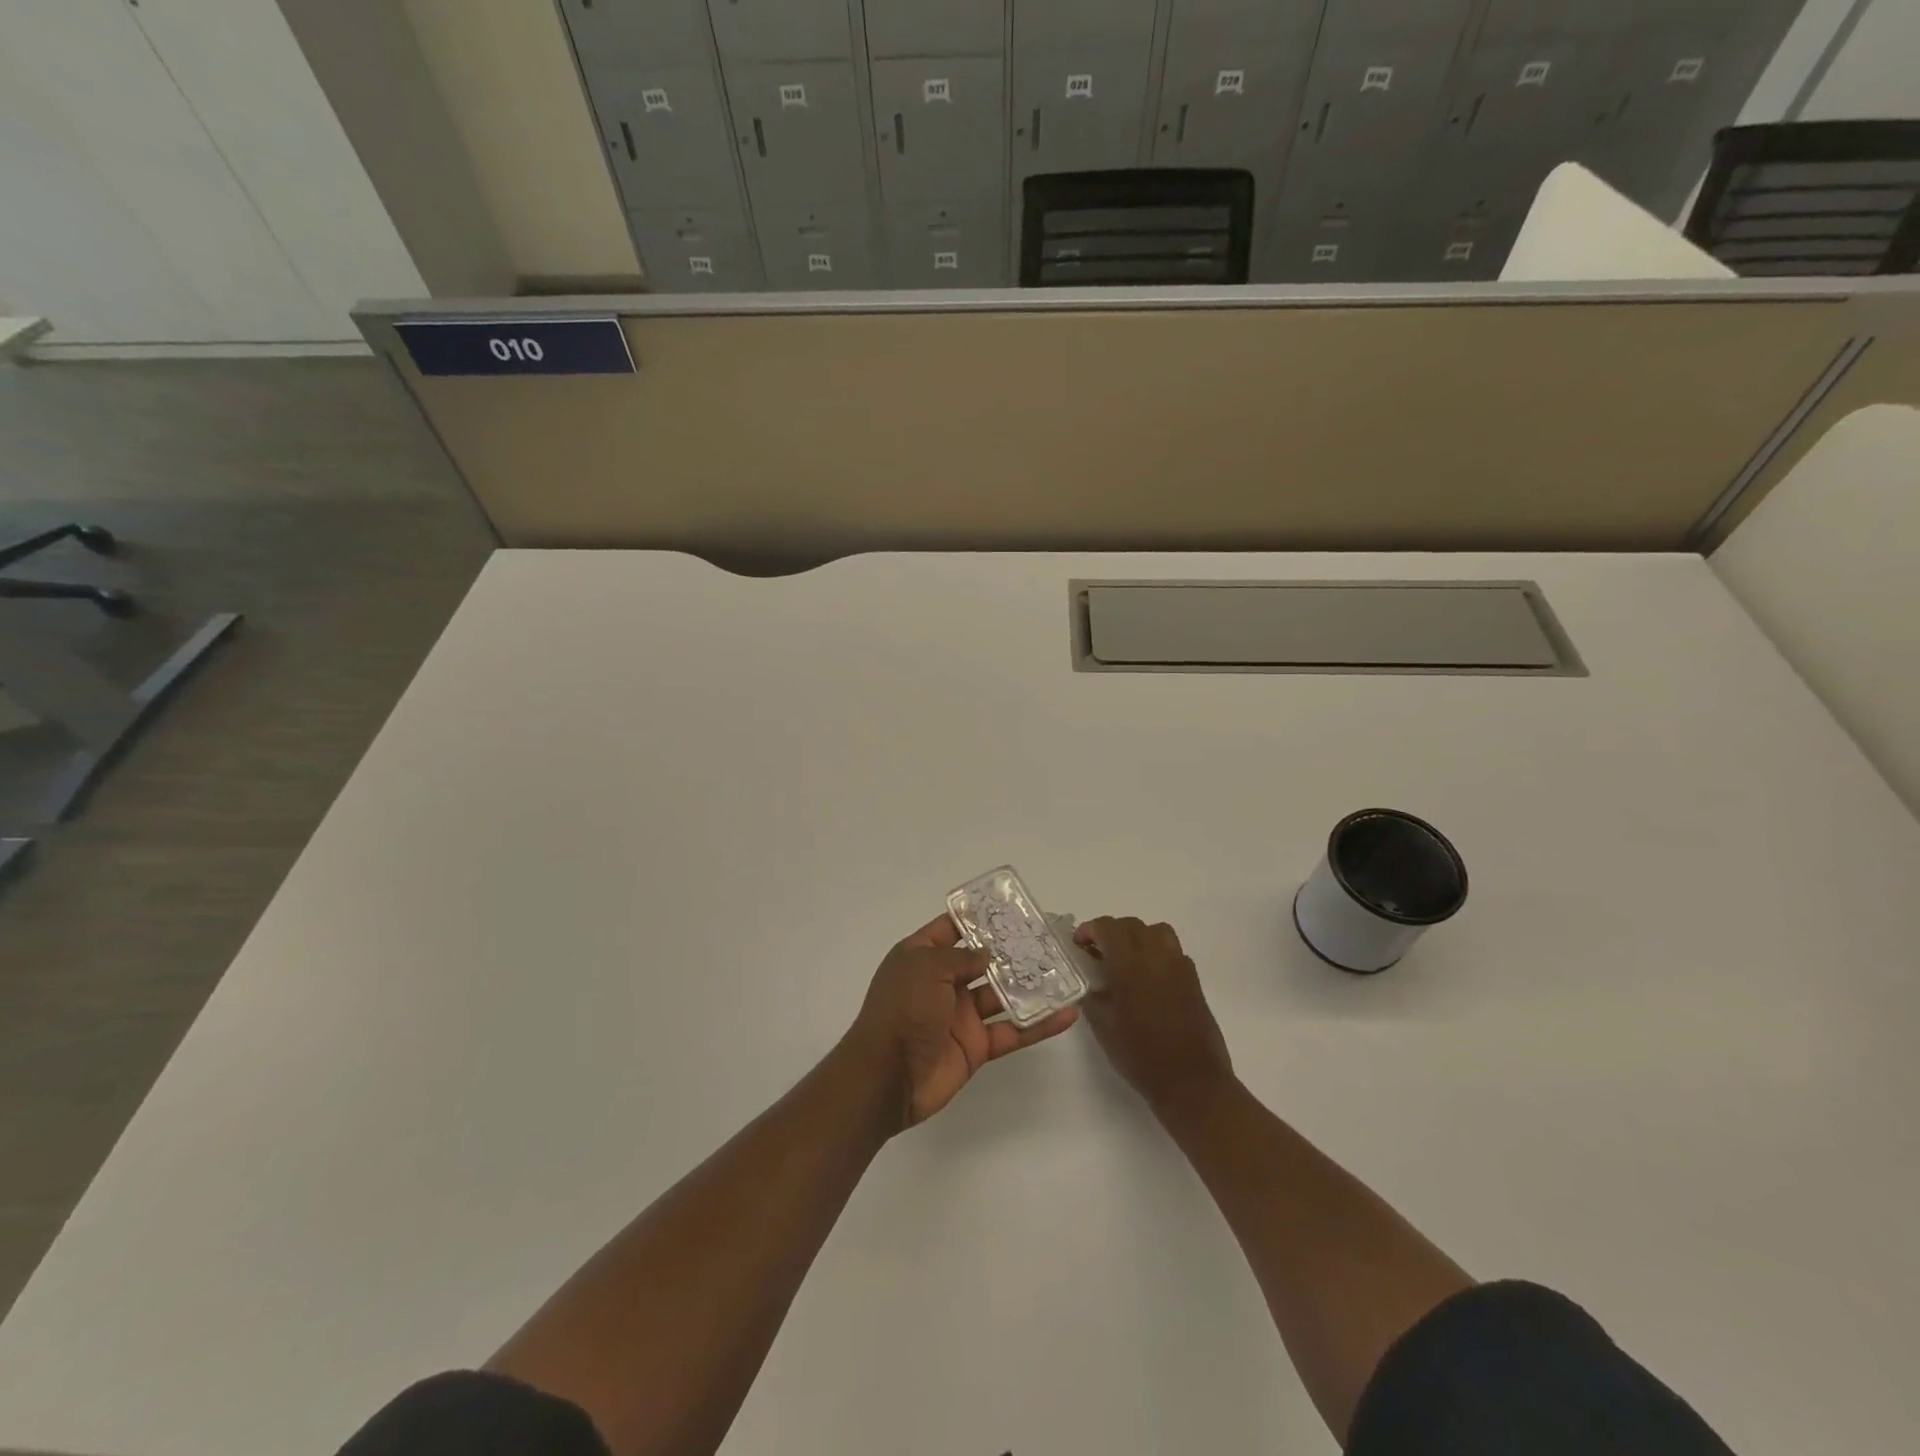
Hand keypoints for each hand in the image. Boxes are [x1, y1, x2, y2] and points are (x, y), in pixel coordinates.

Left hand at [849, 914, 1078, 1131]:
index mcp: (921, 958)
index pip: (951, 929)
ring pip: (1002, 994)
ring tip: (1063, 970)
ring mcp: (961, 1015)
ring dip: (1030, 985)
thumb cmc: (902, 1010)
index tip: (1009, 908)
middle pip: (982, 960)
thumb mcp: (925, 968)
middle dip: (1010, 949)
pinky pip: (1012, 1030)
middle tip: (1045, 937)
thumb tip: (987, 955)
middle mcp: (942, 983)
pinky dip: (1038, 1024)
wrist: (888, 1077)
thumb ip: (960, 957)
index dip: (977, 918)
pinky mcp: (977, 1045)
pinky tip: (1067, 1014)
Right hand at [1074, 917, 1233, 1115]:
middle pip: (1131, 925)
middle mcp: (1156, 956)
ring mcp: (1179, 966)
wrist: (1191, 1081)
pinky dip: (1156, 953)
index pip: (1107, 927)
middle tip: (1098, 953)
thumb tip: (1087, 979)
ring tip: (1126, 960)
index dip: (1090, 930)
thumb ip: (1092, 995)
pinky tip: (1149, 979)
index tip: (1079, 945)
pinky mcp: (1194, 980)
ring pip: (1156, 931)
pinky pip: (1173, 951)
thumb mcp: (1103, 1026)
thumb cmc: (1140, 1055)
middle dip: (1111, 932)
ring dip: (1137, 937)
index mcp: (1130, 964)